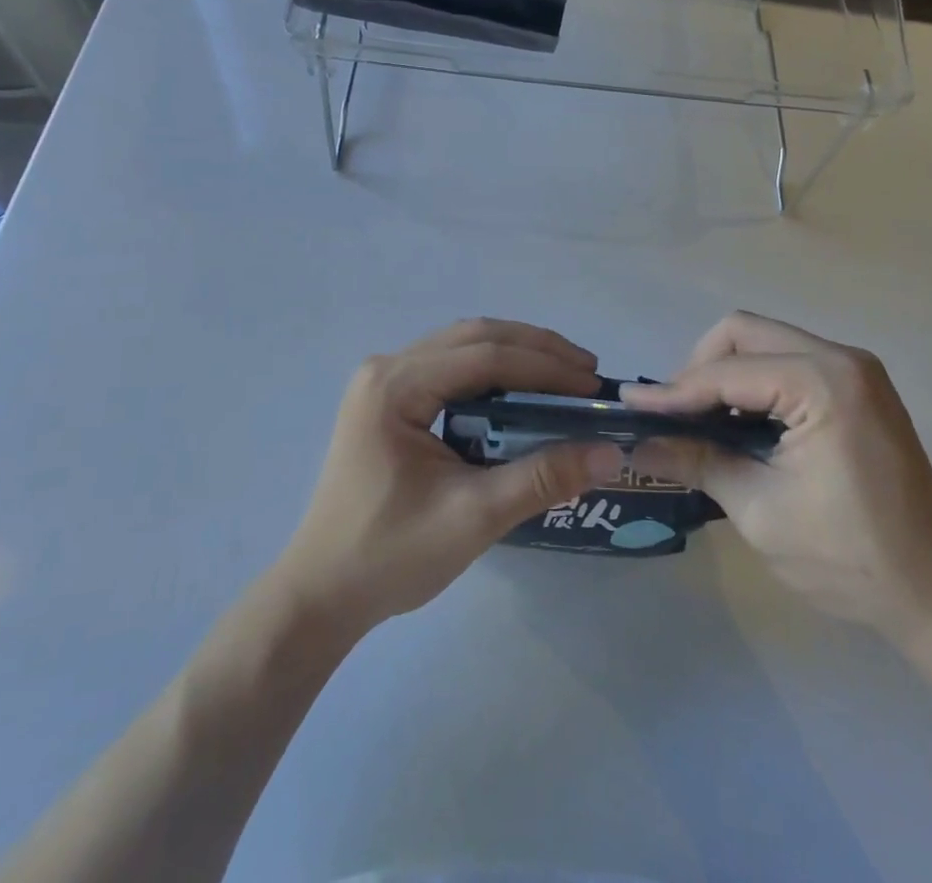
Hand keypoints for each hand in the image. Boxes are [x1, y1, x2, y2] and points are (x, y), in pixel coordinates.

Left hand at [275, 320, 624, 635]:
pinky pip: (450, 366)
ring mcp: (384, 380)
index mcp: (396, 385)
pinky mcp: (388, 398)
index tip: (594, 386)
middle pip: (474, 337)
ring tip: (564, 375)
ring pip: (463, 346)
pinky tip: (521, 391)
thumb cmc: (390, 555)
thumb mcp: (474, 517)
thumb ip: (543, 478)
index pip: (485, 356)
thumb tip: (610, 452)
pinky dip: (492, 371)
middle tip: (587, 373)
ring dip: (516, 354)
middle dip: (536, 349)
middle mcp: (387, 367)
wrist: (321, 593)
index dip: (545, 366)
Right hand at [626, 312, 931, 638]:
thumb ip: (697, 461)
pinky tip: (738, 422)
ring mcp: (855, 370)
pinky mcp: (858, 387)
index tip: (630, 405)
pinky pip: (788, 362)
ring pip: (765, 342)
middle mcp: (842, 358)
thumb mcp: (759, 510)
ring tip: (698, 419)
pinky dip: (754, 383)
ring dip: (726, 373)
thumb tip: (639, 442)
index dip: (675, 391)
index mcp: (823, 382)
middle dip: (700, 367)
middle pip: (745, 333)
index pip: (728, 372)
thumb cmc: (848, 557)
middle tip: (674, 413)